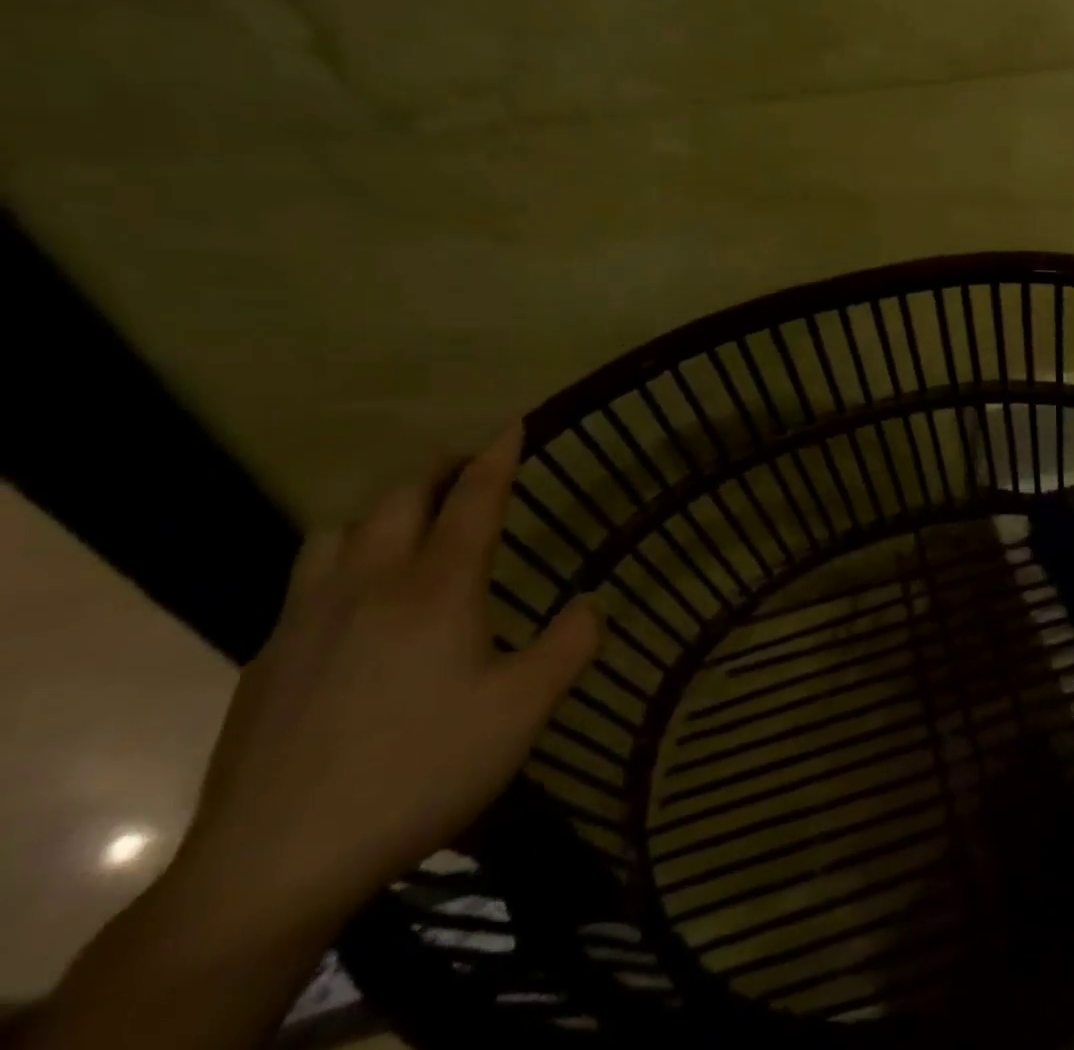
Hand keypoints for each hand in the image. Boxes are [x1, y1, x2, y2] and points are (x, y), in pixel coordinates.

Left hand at [170, 426, 599, 935]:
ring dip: (379, 511)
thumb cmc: (419, 769)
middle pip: (400, 498)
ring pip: (338, 530)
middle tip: (466, 467)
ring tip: (405, 526)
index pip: (473, 498)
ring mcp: (308, 619)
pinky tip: (353, 606)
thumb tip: (593, 601)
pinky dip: (341, 561)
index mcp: (437, 588)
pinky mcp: (268, 659)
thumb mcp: (523, 710)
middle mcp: (370, 584)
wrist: (276, 862)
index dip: (497, 456)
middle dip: (438, 470)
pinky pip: (306, 580)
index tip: (513, 423)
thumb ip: (570, 645)